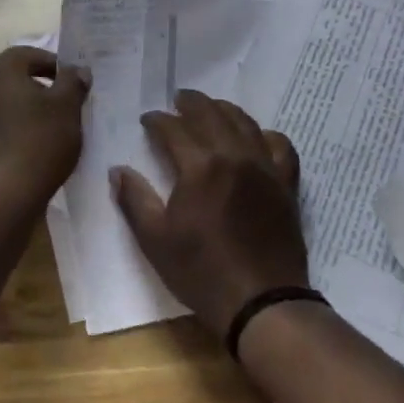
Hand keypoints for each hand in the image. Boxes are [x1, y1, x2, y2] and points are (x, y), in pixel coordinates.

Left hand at [0, 45, 89, 204]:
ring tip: (43, 128)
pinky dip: (6, 128)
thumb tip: (76, 70)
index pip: (30, 55)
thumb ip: (73, 82)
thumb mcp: (67, 108)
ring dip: (20, 108)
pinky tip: (23, 146)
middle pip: (12, 77)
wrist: (0, 194)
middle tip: (60, 105)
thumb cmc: (39, 142)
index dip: (55, 66)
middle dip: (36, 86)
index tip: (72, 84)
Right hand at [110, 90, 305, 336]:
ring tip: (210, 108)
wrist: (262, 302)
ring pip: (244, 122)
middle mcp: (234, 155)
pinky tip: (256, 138)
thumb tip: (117, 170)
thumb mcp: (155, 240)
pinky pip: (280, 146)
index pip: (174, 129)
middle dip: (191, 103)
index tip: (147, 120)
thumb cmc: (202, 272)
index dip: (157, 120)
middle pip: (211, 114)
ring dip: (224, 109)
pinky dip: (265, 134)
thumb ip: (134, 199)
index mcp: (200, 166)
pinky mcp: (285, 184)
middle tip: (177, 100)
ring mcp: (264, 167)